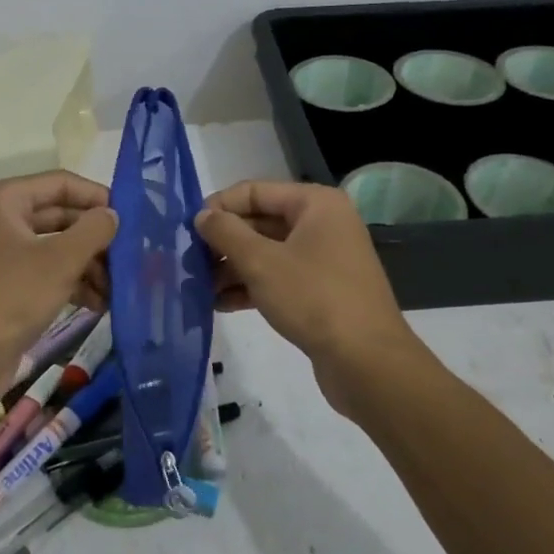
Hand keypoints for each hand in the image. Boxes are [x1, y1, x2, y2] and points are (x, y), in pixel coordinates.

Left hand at [0, 171, 116, 391]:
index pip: (60, 183)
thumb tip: (112, 215)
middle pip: (60, 215)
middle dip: (96, 237)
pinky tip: (100, 304)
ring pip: (57, 246)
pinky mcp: (7, 284)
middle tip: (131, 255)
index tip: (131, 217)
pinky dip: (73, 283)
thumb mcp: (60, 261)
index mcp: (3, 200)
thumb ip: (93, 230)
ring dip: (90, 265)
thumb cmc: (10, 298)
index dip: (97, 196)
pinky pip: (47, 271)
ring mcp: (1, 253)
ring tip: (118, 288)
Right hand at [195, 180, 424, 412]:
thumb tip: (202, 215)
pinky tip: (219, 305)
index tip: (186, 230)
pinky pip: (278, 278)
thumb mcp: (261, 262)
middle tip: (188, 262)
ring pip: (266, 253)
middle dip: (223, 243)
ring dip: (231, 268)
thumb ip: (226, 233)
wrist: (366, 361)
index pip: (254, 191)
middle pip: (259, 222)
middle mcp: (322, 224)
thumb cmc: (313, 298)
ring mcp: (323, 259)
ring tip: (198, 287)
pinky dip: (250, 288)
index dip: (219, 207)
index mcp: (315, 204)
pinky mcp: (320, 291)